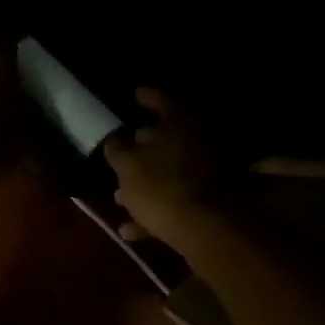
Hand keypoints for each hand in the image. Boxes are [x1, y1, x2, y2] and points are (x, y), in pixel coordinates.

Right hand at [102, 89, 236, 257]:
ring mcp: (208, 173)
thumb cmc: (162, 187)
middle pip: (167, 138)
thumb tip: (114, 141)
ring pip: (170, 173)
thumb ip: (117, 151)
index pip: (161, 100)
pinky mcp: (210, 203)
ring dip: (145, 184)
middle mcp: (199, 142)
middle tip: (122, 150)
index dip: (146, 96)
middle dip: (142, 146)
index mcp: (180, 124)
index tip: (135, 94)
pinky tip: (130, 230)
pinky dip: (155, 211)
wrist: (208, 230)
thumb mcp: (127, 166)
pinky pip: (177, 201)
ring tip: (119, 198)